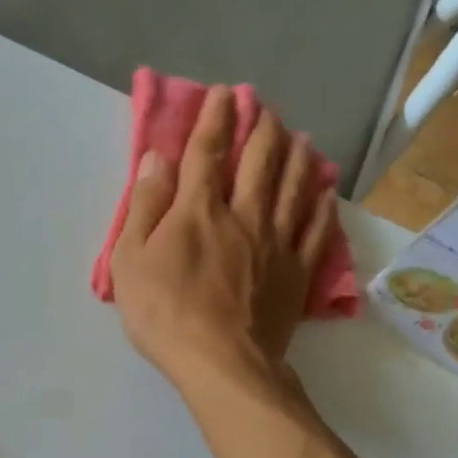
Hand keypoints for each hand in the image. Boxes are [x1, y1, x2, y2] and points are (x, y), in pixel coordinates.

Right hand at [109, 87, 337, 391]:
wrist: (222, 363)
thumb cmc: (165, 314)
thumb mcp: (131, 260)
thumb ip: (145, 206)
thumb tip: (156, 159)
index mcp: (199, 210)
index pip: (206, 151)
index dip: (214, 117)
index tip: (223, 93)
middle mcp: (243, 215)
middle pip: (258, 161)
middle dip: (261, 127)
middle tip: (265, 106)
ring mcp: (277, 242)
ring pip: (293, 187)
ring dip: (296, 156)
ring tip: (300, 136)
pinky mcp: (298, 272)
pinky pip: (317, 229)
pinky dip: (322, 205)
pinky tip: (326, 190)